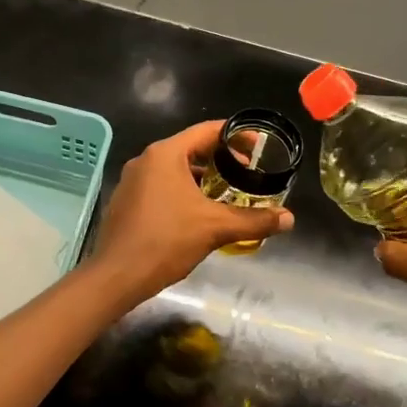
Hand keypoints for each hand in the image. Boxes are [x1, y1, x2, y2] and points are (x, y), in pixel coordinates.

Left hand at [89, 120, 294, 305]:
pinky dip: (184, 191)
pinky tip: (199, 212)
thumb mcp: (215, 228)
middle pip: (191, 148)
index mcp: (165, 154)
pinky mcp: (127, 201)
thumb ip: (254, 220)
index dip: (237, 135)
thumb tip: (289, 219)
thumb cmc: (166, 241)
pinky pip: (162, 186)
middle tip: (248, 173)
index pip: (207, 131)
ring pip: (176, 169)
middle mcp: (146, 160)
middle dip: (222, 159)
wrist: (117, 275)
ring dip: (203, 178)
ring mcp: (133, 181)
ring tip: (228, 194)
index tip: (259, 146)